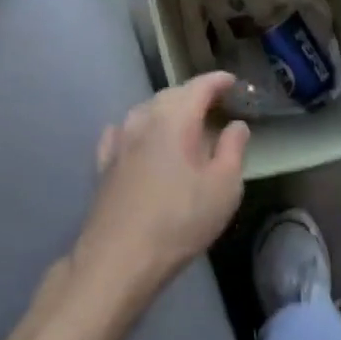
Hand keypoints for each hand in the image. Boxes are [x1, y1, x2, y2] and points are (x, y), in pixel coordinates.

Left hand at [73, 72, 250, 296]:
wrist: (120, 258)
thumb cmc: (180, 221)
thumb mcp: (224, 187)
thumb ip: (233, 150)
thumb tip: (236, 125)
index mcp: (175, 121)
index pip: (198, 87)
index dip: (217, 81)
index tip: (232, 82)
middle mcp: (143, 122)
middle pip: (169, 95)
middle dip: (192, 94)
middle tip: (213, 103)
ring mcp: (119, 143)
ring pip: (144, 111)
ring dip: (165, 109)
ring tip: (181, 120)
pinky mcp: (104, 166)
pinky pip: (122, 132)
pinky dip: (138, 127)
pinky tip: (137, 136)